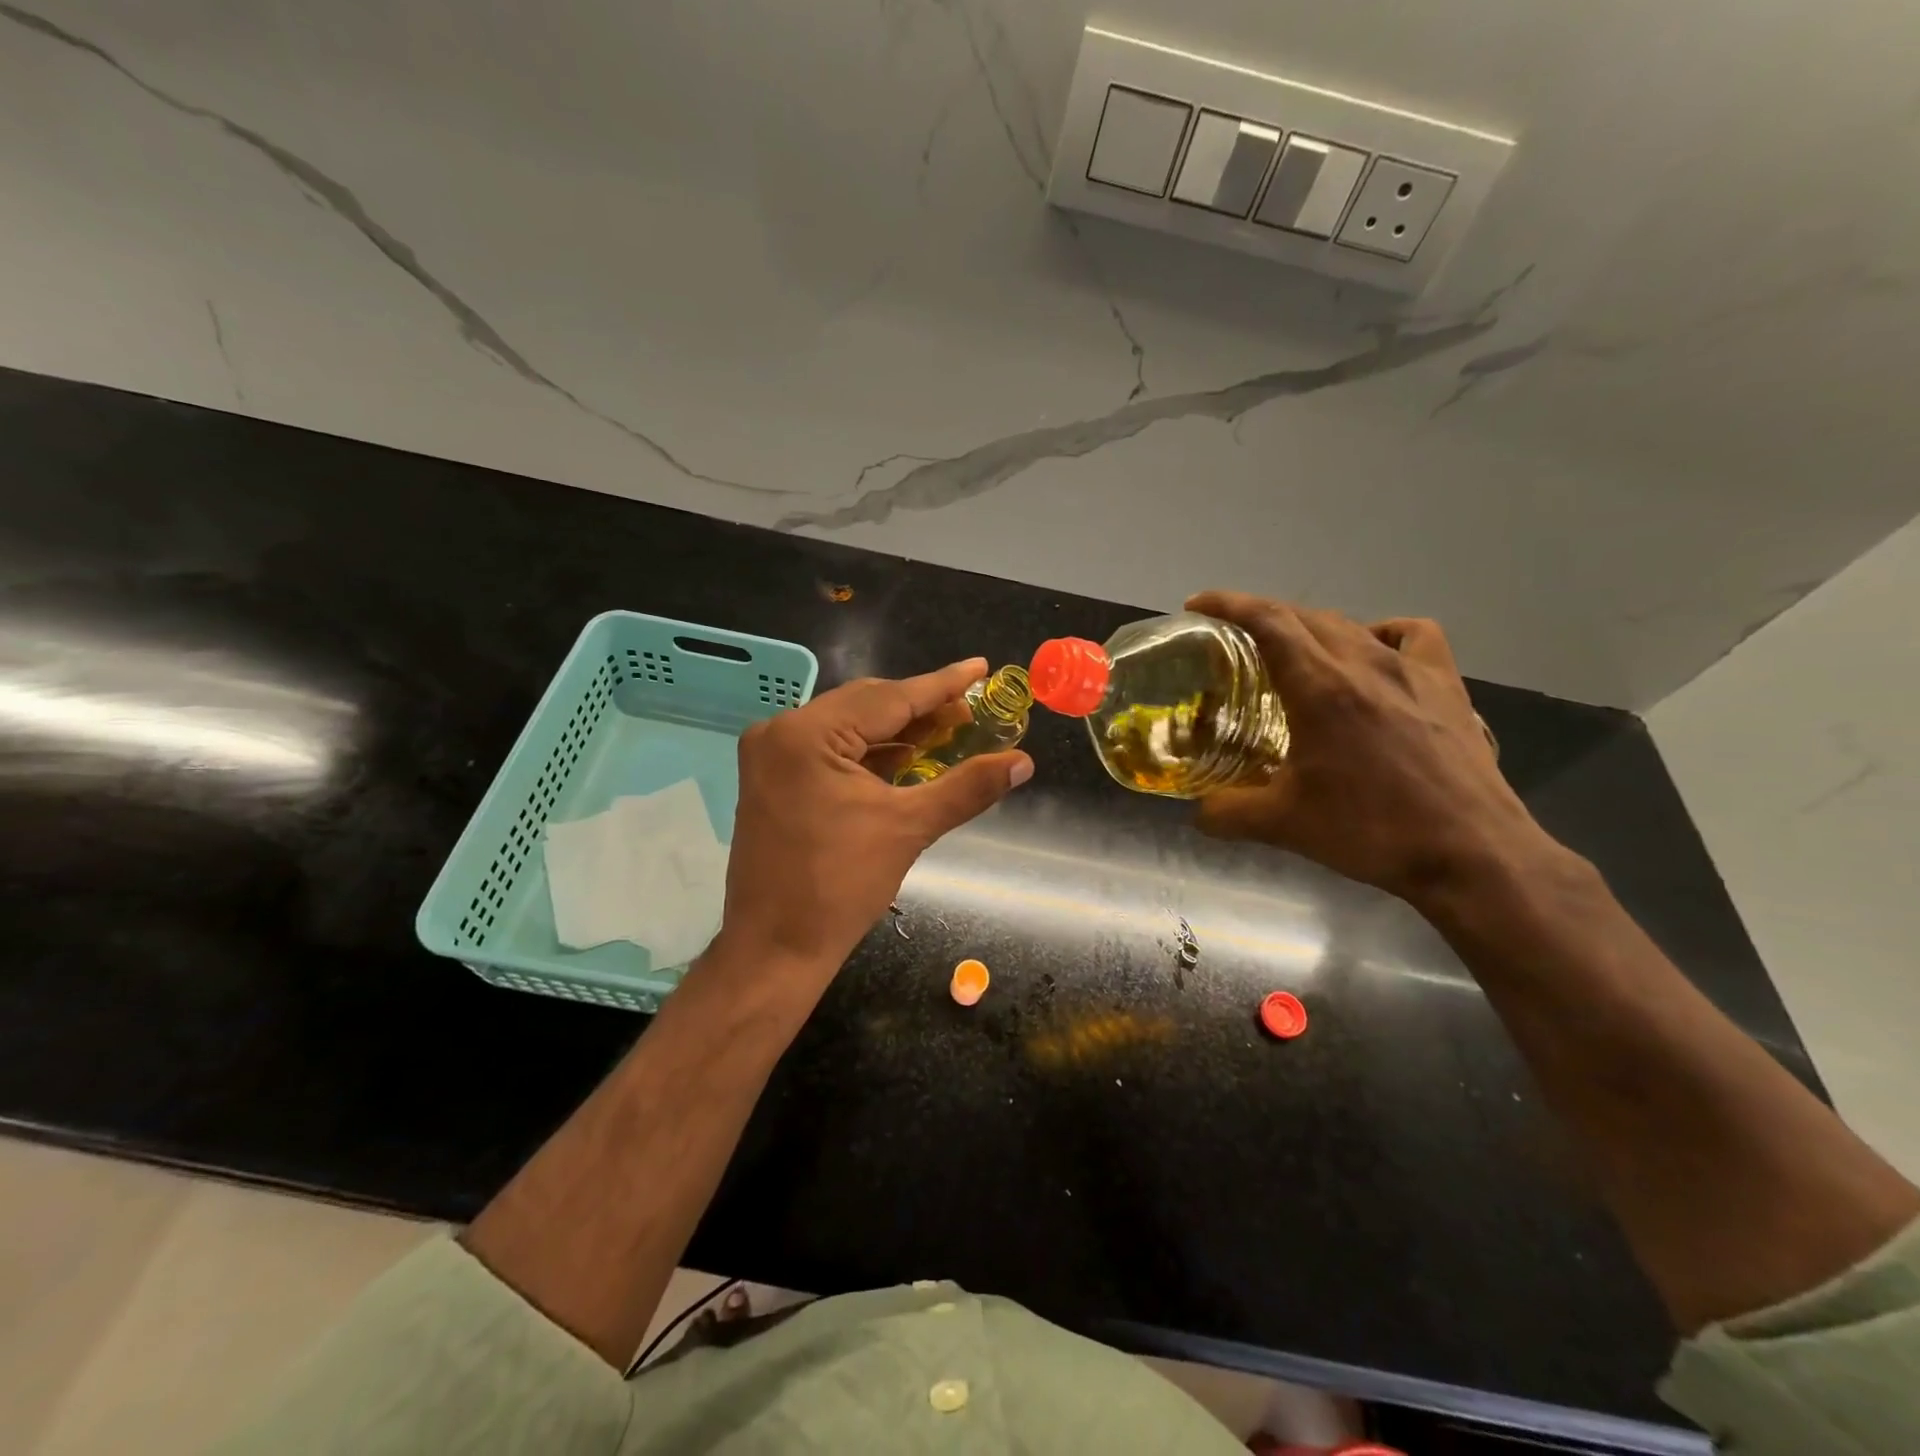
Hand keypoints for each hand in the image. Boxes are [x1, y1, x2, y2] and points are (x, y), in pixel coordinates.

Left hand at [715, 658, 1032, 976]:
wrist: (775, 949)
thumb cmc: (840, 888)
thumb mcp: (909, 828)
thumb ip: (967, 787)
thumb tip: (1023, 762)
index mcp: (807, 734)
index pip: (888, 698)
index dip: (942, 685)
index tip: (980, 667)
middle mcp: (781, 732)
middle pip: (866, 706)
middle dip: (921, 709)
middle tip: (971, 711)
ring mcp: (771, 755)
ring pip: (849, 727)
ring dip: (898, 731)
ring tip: (948, 732)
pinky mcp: (773, 778)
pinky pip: (831, 750)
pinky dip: (870, 753)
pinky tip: (907, 757)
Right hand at [1186, 592, 1554, 905]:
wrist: (1473, 854)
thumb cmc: (1371, 831)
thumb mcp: (1283, 825)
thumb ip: (1226, 813)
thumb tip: (1197, 811)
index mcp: (1321, 688)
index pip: (1268, 621)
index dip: (1227, 603)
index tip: (1197, 604)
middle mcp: (1365, 664)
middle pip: (1305, 616)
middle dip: (1262, 615)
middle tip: (1234, 638)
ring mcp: (1413, 672)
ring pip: (1352, 624)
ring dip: (1313, 627)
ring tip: (1296, 653)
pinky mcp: (1448, 688)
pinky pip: (1413, 637)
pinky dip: (1383, 635)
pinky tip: (1373, 656)